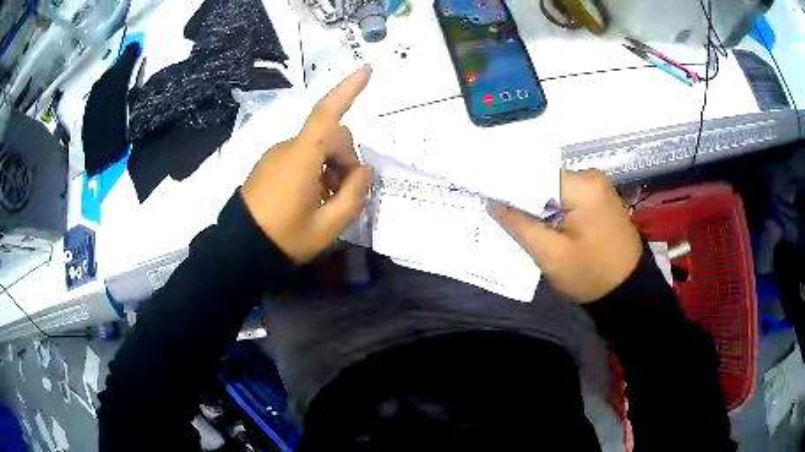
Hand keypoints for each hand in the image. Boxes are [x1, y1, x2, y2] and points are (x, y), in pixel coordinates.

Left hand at [241, 66, 372, 263]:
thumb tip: (363, 172)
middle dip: (346, 157)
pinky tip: (312, 197)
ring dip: (331, 166)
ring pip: (316, 147)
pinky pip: (300, 156)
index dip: (348, 89)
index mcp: (301, 157)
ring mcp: (275, 155)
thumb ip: (354, 195)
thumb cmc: (285, 238)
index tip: (367, 69)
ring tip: (328, 201)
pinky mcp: (268, 164)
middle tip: (347, 193)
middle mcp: (287, 148)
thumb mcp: (328, 226)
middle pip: (330, 136)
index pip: (327, 114)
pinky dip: (315, 170)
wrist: (239, 249)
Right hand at [489, 169, 642, 302]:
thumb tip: (494, 202)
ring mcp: (598, 187)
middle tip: (497, 212)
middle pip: (544, 179)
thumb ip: (520, 226)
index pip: (533, 175)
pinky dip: (552, 208)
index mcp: (582, 185)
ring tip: (516, 219)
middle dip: (522, 197)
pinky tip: (541, 222)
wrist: (628, 290)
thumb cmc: (591, 275)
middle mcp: (591, 177)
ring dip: (537, 203)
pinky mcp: (600, 199)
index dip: (508, 186)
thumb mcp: (551, 256)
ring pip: (554, 188)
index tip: (485, 196)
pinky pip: (567, 196)